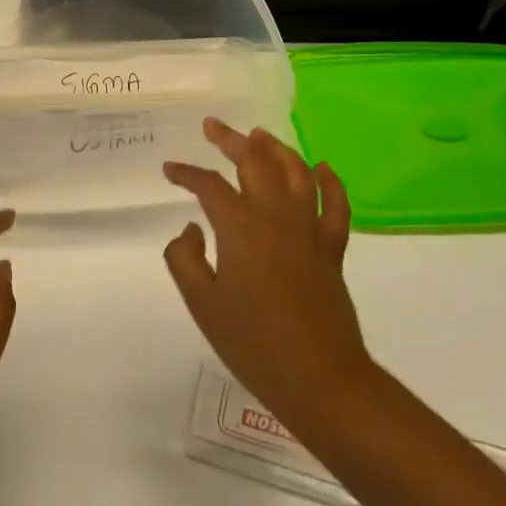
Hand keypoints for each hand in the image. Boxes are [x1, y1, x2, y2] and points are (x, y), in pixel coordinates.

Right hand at [163, 119, 372, 436]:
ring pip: (296, 172)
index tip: (170, 170)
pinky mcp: (332, 249)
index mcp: (240, 227)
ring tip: (259, 134)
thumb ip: (186, 259)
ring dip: (276, 149)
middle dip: (231, 141)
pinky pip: (335, 205)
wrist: (319, 378)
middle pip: (255, 163)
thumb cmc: (253, 344)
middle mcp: (276, 216)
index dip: (187, 174)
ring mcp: (309, 230)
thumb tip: (192, 229)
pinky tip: (322, 167)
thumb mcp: (203, 304)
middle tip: (213, 127)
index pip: (210, 186)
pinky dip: (330, 182)